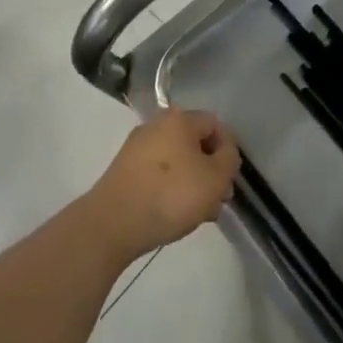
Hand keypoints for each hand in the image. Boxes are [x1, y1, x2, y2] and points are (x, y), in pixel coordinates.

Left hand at [86, 107, 239, 262]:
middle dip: (210, 171)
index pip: (215, 124)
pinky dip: (170, 190)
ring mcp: (136, 148)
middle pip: (194, 143)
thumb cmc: (171, 195)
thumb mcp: (215, 178)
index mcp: (179, 119)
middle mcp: (156, 125)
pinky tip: (175, 215)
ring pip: (177, 161)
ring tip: (199, 215)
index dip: (228, 150)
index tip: (229, 180)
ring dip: (193, 183)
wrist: (113, 223)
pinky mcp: (124, 170)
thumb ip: (229, 159)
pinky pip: (157, 174)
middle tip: (217, 200)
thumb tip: (224, 151)